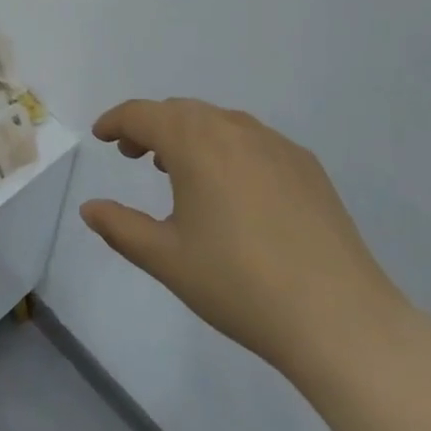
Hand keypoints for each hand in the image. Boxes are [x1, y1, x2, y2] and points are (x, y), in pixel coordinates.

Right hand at [81, 98, 408, 383]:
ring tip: (179, 169)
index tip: (101, 136)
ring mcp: (275, 144)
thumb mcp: (167, 260)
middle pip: (180, 111)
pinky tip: (233, 188)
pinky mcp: (306, 166)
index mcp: (194, 142)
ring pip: (218, 122)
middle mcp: (233, 128)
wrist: (340, 319)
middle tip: (133, 155)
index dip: (116, 121)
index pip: (142, 114)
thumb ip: (120, 227)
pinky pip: (253, 140)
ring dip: (189, 134)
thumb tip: (89, 208)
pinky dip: (227, 148)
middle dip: (150, 126)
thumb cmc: (240, 285)